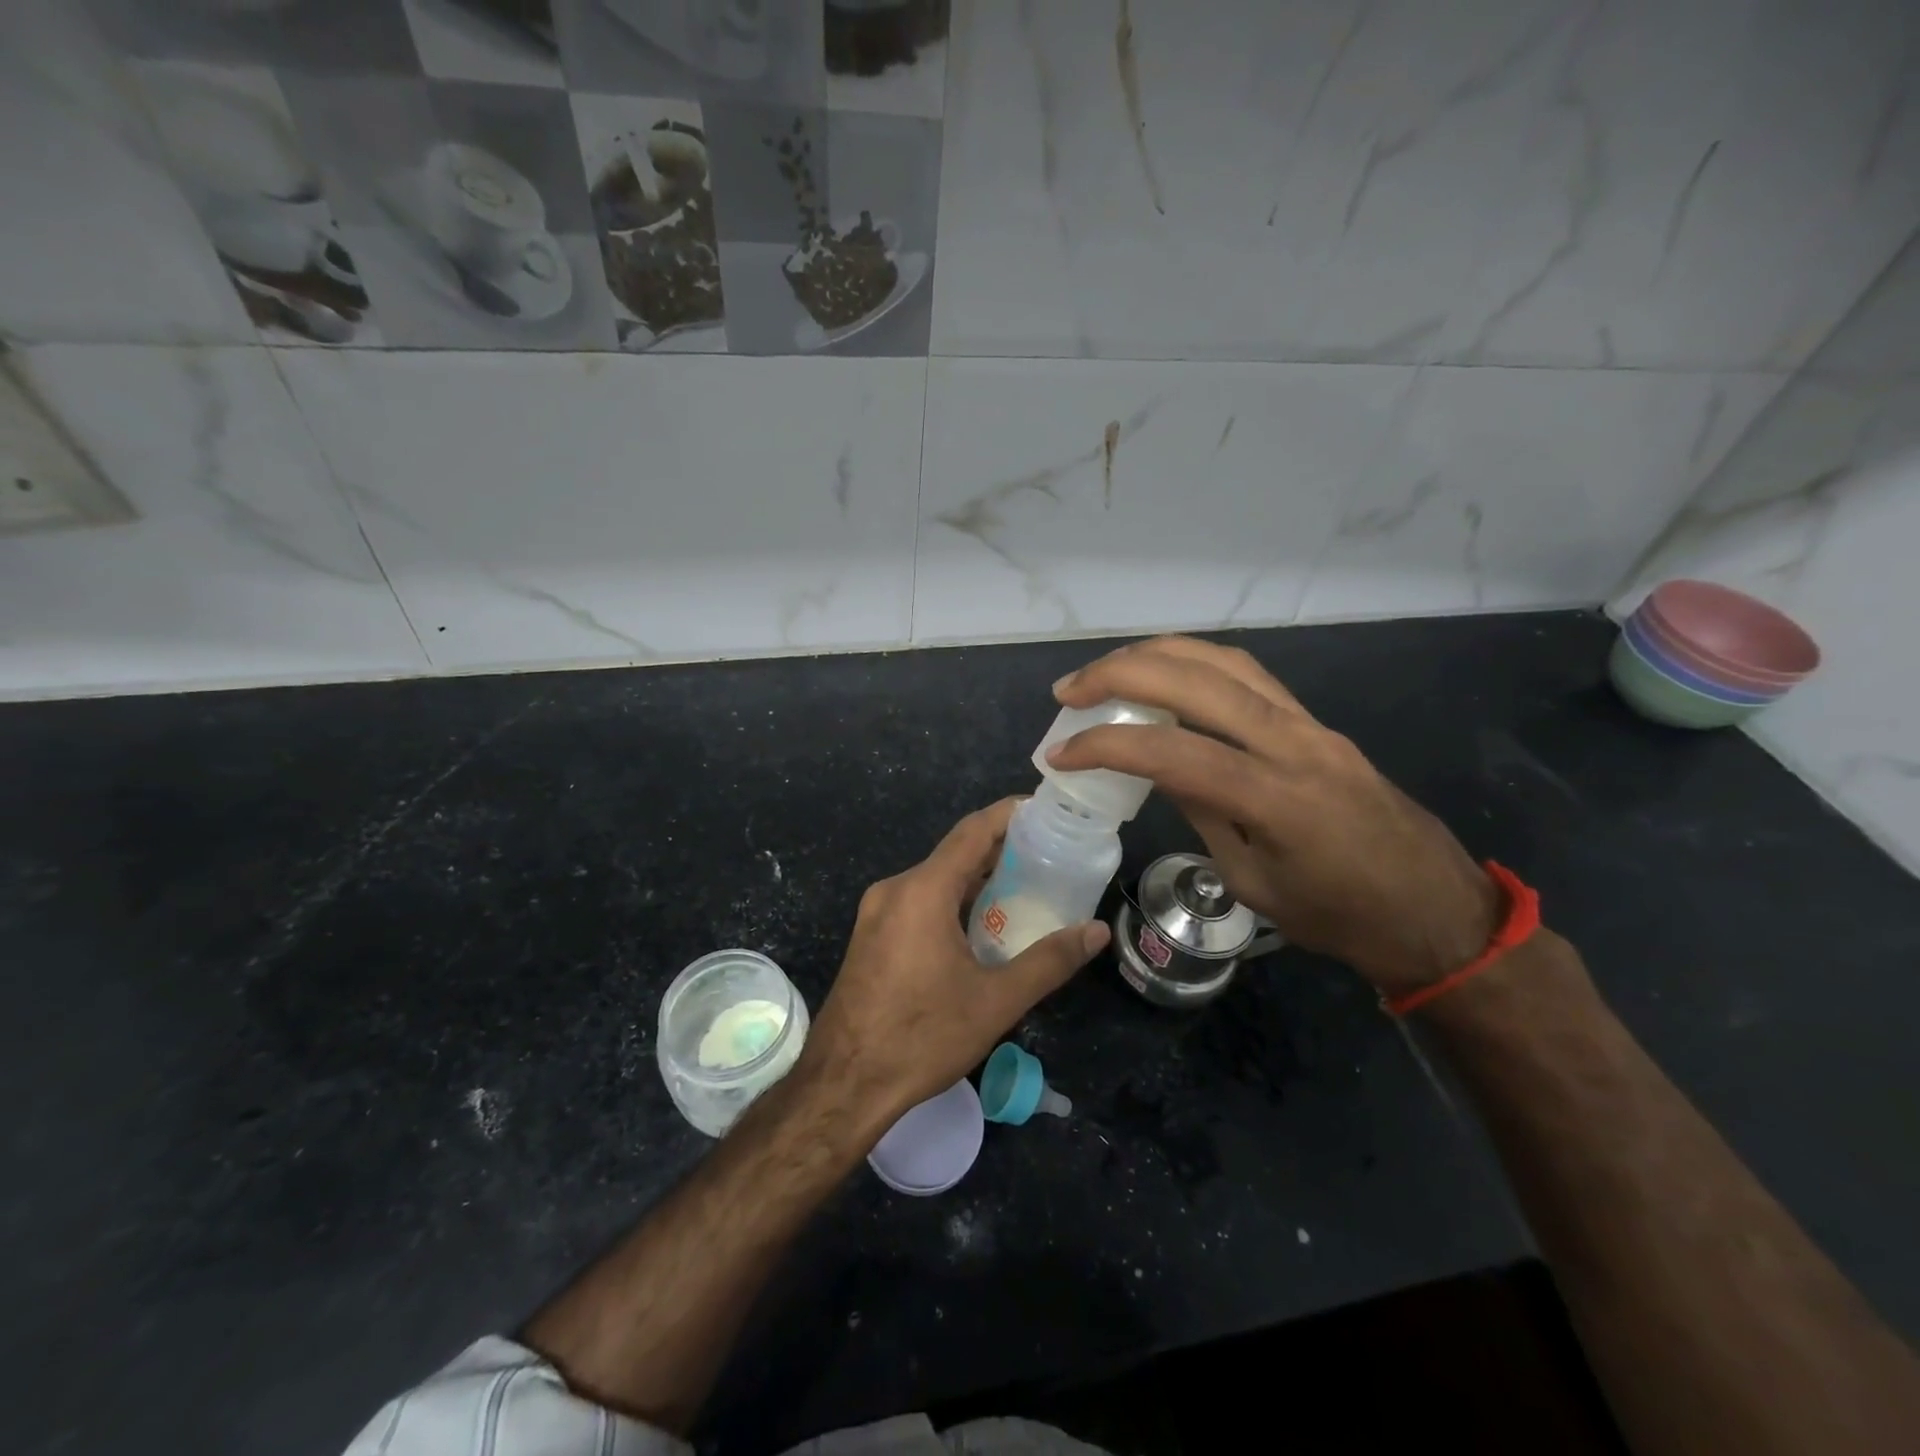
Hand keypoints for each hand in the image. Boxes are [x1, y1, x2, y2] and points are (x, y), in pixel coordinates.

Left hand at [799, 797, 1109, 1126]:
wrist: (842, 1086)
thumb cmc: (921, 1038)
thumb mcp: (995, 1002)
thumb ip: (1049, 961)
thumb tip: (1096, 931)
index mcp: (922, 891)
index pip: (973, 831)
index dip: (1010, 815)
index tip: (1047, 810)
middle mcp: (895, 889)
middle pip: (955, 853)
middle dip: (1001, 849)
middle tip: (1050, 855)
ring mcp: (877, 913)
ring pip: (936, 879)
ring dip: (977, 878)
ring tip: (1026, 887)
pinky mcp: (871, 936)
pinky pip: (919, 901)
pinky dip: (953, 900)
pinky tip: (982, 924)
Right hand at [1046, 637, 1496, 995]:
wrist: (1434, 910)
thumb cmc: (1341, 917)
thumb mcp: (1255, 882)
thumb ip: (1204, 813)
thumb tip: (1157, 766)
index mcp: (1277, 800)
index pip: (1173, 753)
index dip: (1107, 746)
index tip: (1060, 753)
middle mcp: (1294, 744)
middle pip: (1197, 681)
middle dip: (1121, 675)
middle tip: (1069, 690)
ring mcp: (1310, 724)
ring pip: (1224, 662)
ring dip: (1157, 655)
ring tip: (1108, 670)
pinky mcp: (1316, 721)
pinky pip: (1248, 675)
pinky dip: (1194, 663)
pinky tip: (1165, 674)